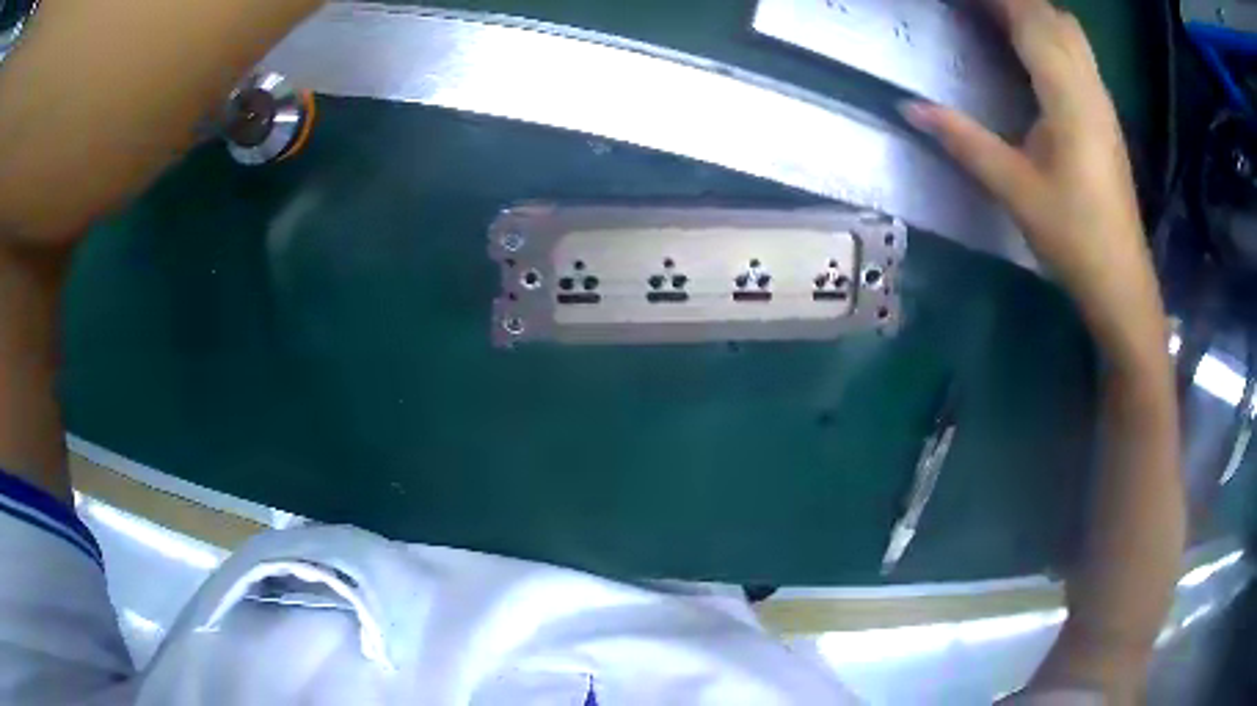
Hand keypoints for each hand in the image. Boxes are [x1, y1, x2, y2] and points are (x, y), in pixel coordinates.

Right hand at [902, 0, 1163, 357]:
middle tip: (974, 7)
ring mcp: (1101, 99)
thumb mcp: (1014, 190)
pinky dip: (1049, 34)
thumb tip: (909, 107)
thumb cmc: (1073, 238)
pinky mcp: (1104, 114)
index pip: (1029, 20)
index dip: (995, 0)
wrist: (1122, 280)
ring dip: (1034, 13)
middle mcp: (1089, 87)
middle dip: (1014, 2)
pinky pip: (1077, 53)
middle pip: (1053, 16)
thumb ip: (964, 141)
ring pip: (1070, 31)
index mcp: (1068, 97)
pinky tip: (1029, 48)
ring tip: (995, 16)